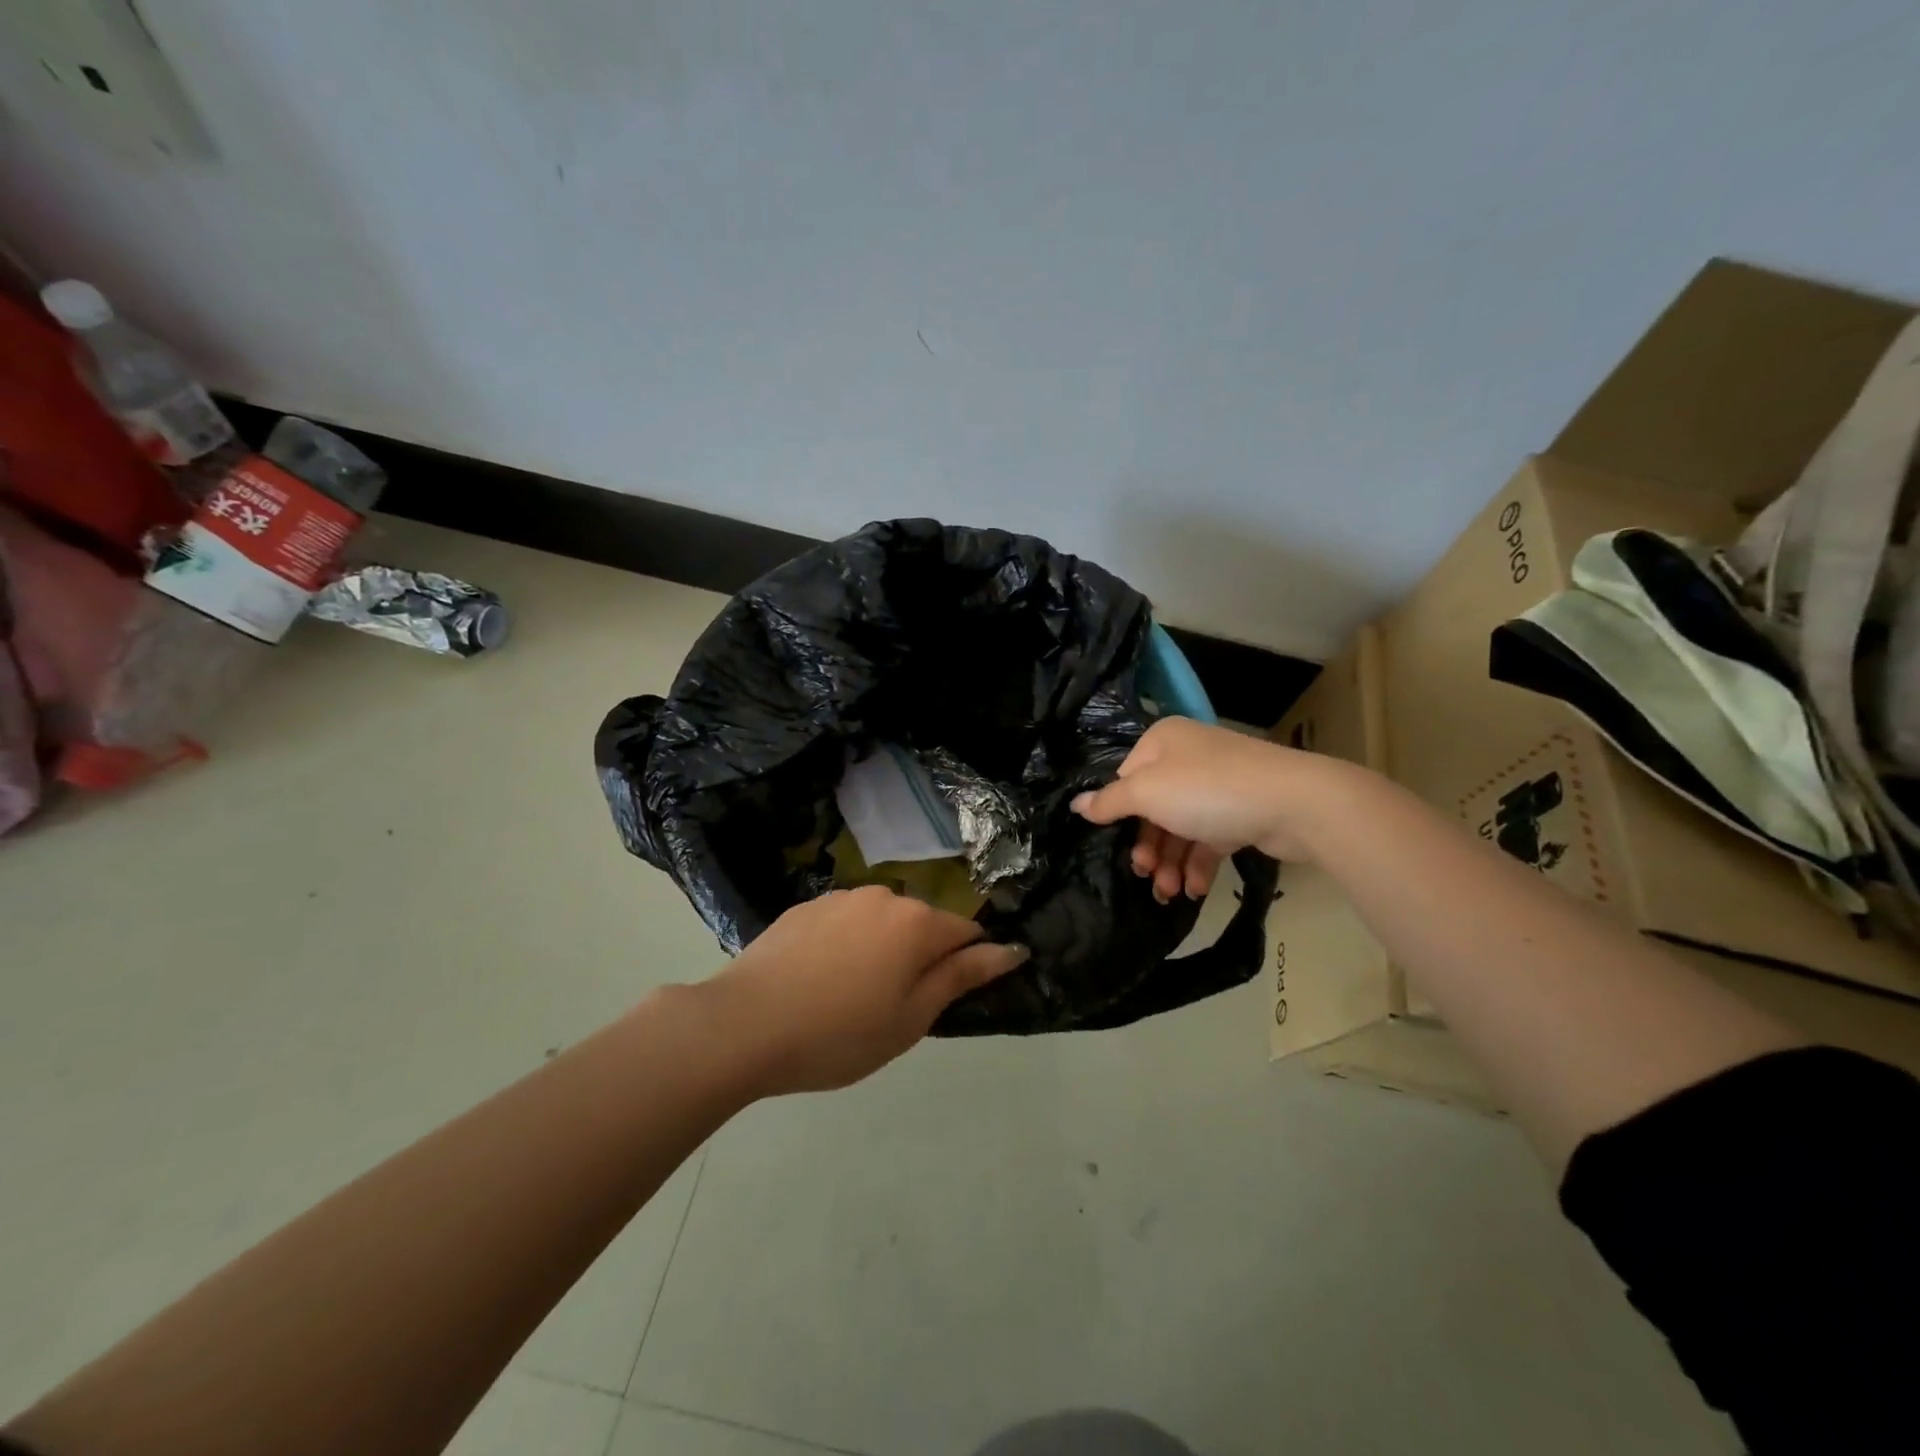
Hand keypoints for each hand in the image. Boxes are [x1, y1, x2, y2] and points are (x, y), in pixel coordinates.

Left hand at [698, 886, 1027, 1096]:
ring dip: (880, 950)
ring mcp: (840, 898)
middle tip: (892, 1009)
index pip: (966, 932)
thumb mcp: (911, 1018)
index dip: (967, 963)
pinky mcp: (805, 907)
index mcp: (916, 922)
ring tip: (849, 998)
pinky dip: (844, 946)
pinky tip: (817, 982)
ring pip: (880, 923)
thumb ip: (961, 977)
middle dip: (919, 958)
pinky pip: (843, 923)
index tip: (948, 997)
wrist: (743, 1024)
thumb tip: (1011, 949)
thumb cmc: (839, 1033)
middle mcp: (883, 897)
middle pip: (921, 924)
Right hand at [1072, 718, 1330, 899]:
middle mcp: (1188, 757)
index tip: (1118, 847)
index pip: (1127, 778)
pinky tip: (1196, 890)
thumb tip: (1076, 804)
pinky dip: (1198, 864)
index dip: (1120, 815)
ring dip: (1170, 863)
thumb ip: (1110, 802)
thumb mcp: (1148, 794)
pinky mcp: (1241, 812)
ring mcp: (1218, 785)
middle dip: (1148, 847)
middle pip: (1153, 807)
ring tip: (1170, 894)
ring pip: (1180, 827)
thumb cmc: (1208, 791)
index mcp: (1163, 742)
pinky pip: (1209, 839)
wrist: (1295, 804)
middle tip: (1145, 876)